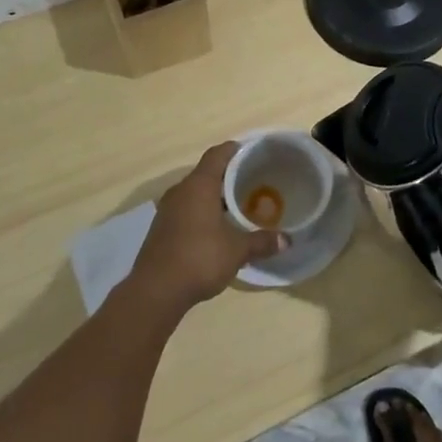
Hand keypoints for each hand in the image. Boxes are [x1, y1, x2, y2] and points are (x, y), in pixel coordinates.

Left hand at [124, 142, 285, 315]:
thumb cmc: (199, 259)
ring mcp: (167, 210)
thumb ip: (262, 241)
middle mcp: (180, 191)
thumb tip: (287, 240)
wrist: (155, 292)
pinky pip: (186, 209)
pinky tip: (217, 228)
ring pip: (195, 193)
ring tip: (238, 205)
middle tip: (253, 182)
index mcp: (199, 185)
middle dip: (229, 176)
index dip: (236, 150)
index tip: (254, 152)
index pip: (218, 154)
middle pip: (207, 173)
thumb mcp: (237, 250)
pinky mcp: (161, 228)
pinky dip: (202, 211)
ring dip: (214, 196)